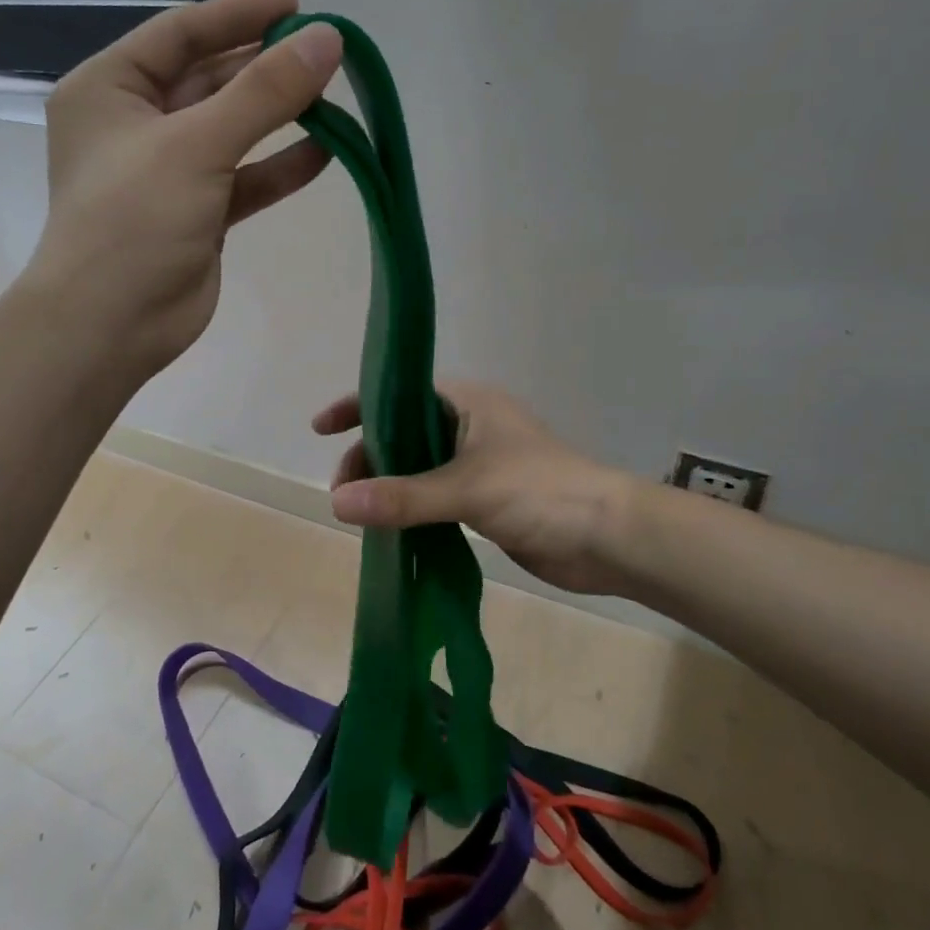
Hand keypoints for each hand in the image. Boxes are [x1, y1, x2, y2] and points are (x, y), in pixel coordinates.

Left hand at [28, 0, 342, 377]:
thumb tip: (327, 40)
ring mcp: (168, 172)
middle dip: (265, 69)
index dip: (240, 16)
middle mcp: (136, 124)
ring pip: (231, 131)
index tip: (298, 7)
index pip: (181, 33)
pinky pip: (243, 179)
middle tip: (326, 56)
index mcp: (110, 89)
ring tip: (334, 102)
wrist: (112, 324)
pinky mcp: (197, 214)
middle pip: (210, 80)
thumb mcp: (197, 145)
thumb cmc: (135, 220)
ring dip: (279, 118)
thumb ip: (265, 93)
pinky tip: (325, 156)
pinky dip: (279, 168)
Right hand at [313, 383, 633, 595]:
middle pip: (403, 432)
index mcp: (468, 403)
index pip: (400, 392)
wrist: (608, 537)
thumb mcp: (466, 489)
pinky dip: (410, 509)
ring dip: (388, 485)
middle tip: (345, 495)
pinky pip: (435, 497)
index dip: (358, 405)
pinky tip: (390, 530)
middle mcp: (470, 426)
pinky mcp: (486, 500)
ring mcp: (479, 464)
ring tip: (360, 515)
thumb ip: (402, 497)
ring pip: (417, 467)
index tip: (321, 429)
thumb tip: (336, 504)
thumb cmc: (540, 493)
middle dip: (370, 456)